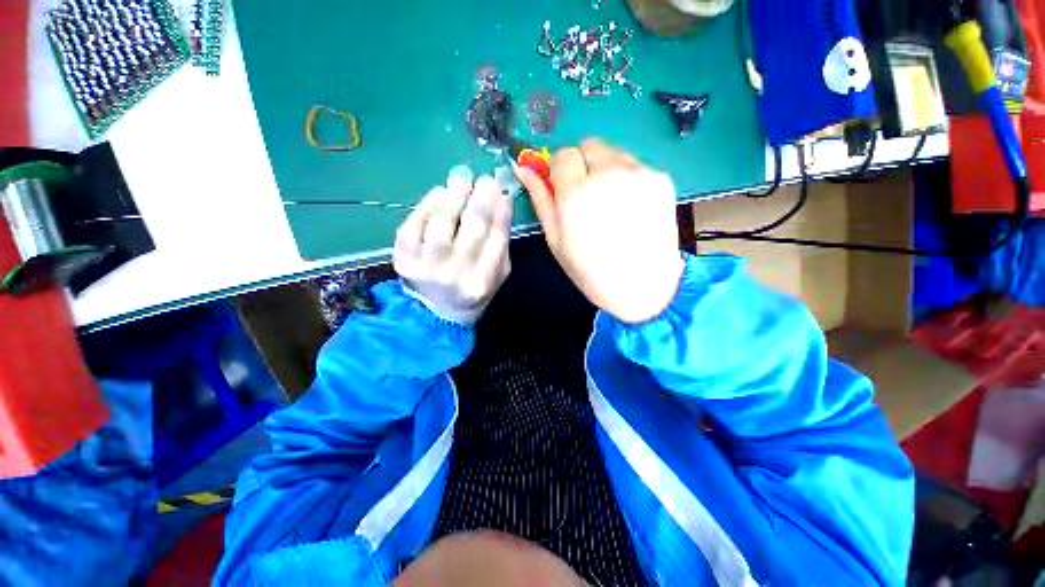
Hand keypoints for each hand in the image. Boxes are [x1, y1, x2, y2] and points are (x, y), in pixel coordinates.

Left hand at [393, 166, 512, 324]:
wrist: (437, 311)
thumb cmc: (473, 289)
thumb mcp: (497, 274)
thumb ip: (502, 243)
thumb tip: (503, 200)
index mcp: (483, 281)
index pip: (497, 239)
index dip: (500, 210)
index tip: (502, 189)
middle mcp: (456, 274)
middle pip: (472, 227)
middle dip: (481, 197)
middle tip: (484, 178)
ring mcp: (426, 266)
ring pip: (441, 222)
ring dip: (454, 194)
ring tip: (461, 178)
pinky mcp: (403, 258)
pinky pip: (414, 223)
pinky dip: (428, 203)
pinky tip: (439, 193)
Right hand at [516, 140, 684, 323]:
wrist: (642, 287)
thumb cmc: (590, 270)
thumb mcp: (556, 239)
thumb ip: (541, 199)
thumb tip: (525, 168)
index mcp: (576, 192)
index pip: (563, 155)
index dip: (561, 173)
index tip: (565, 191)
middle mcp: (608, 174)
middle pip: (589, 145)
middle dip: (583, 165)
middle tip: (587, 196)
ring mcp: (639, 173)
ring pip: (614, 153)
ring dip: (606, 169)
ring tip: (611, 203)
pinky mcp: (662, 178)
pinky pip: (636, 166)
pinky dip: (628, 178)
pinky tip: (631, 207)